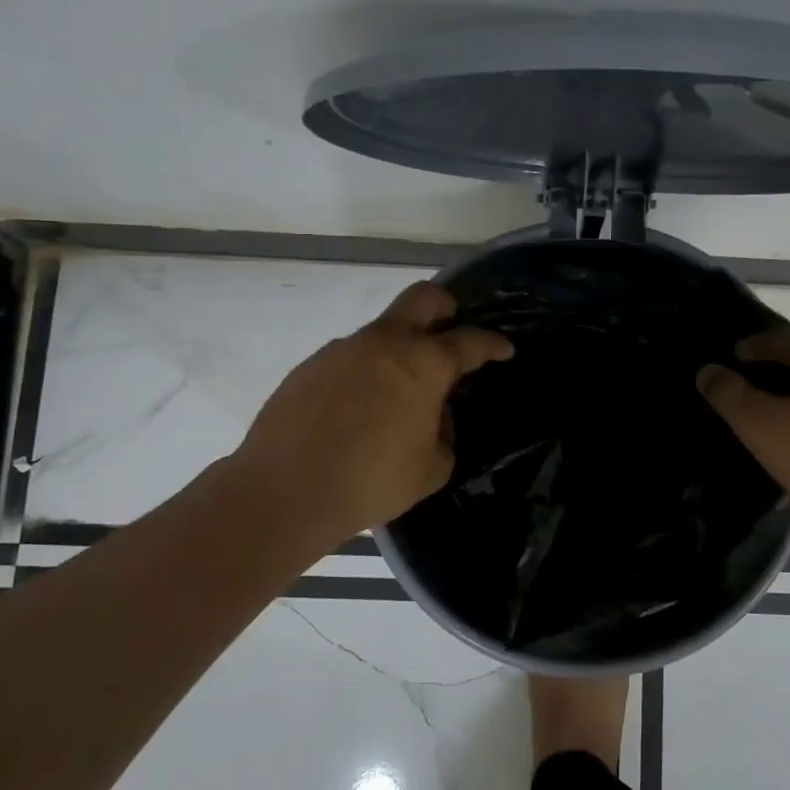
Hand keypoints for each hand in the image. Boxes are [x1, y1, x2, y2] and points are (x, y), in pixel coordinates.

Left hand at [227, 282, 511, 554]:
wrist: (285, 491)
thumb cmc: (372, 481)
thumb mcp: (431, 469)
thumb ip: (444, 435)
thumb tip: (434, 417)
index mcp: (424, 364)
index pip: (470, 342)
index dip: (493, 344)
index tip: (504, 349)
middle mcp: (385, 343)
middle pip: (423, 298)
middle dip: (445, 306)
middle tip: (452, 324)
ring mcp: (343, 349)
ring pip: (381, 331)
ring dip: (399, 348)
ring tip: (398, 390)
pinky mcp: (310, 366)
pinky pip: (350, 358)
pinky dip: (365, 372)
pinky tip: (357, 409)